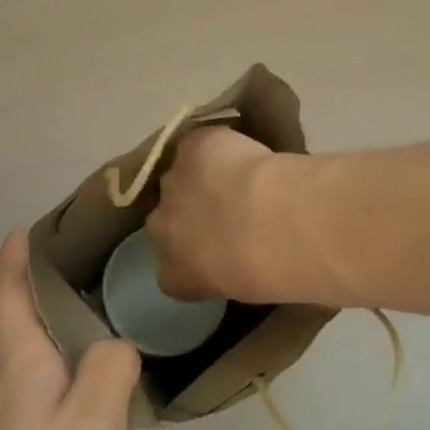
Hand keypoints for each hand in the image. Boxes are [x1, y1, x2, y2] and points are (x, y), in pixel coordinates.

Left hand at [0, 230, 165, 429]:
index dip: (14, 260)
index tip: (22, 227)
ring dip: (96, 377)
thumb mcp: (92, 423)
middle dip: (65, 311)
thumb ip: (111, 367)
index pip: (9, 300)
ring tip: (145, 366)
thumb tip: (117, 344)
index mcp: (21, 376)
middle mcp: (11, 406)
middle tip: (109, 285)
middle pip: (36, 343)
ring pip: (61, 394)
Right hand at [149, 126, 277, 302]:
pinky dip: (216, 145)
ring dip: (202, 175)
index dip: (191, 249)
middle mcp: (161, 226)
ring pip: (182, 174)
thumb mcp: (240, 286)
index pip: (170, 265)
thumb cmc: (264, 269)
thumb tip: (237, 255)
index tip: (216, 244)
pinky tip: (239, 148)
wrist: (268, 222)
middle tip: (228, 206)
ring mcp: (172, 182)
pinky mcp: (190, 147)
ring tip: (238, 174)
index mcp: (172, 273)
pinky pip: (199, 144)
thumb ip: (226, 269)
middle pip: (167, 214)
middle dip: (190, 209)